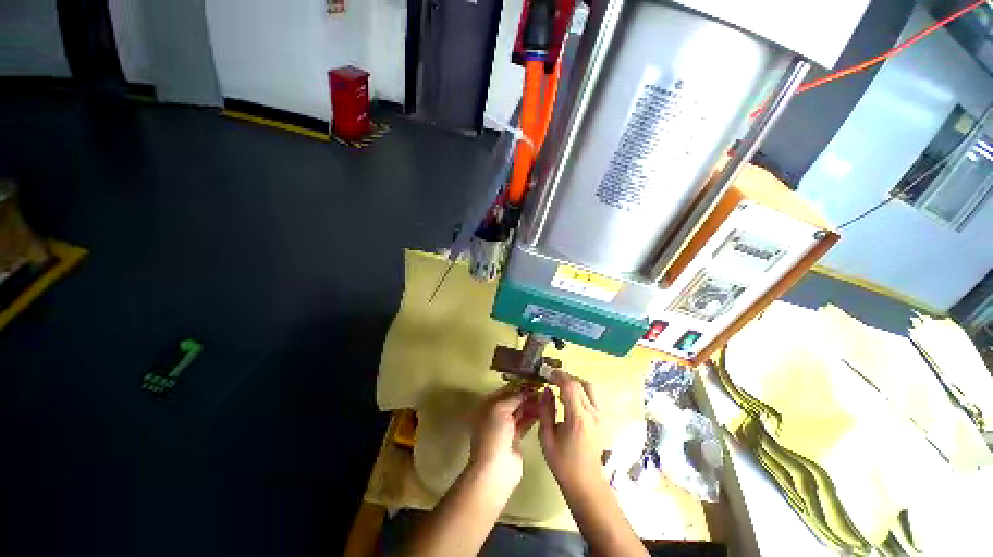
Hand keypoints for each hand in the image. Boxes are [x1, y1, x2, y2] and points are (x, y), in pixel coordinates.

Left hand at [468, 384, 541, 495]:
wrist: (495, 469)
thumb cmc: (494, 434)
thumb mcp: (500, 409)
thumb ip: (513, 397)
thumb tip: (525, 389)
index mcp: (488, 405)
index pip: (505, 390)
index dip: (518, 385)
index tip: (533, 380)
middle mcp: (495, 414)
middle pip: (513, 400)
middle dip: (527, 395)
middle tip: (542, 389)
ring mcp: (505, 427)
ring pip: (520, 411)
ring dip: (532, 404)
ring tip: (546, 398)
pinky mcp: (515, 438)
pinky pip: (525, 423)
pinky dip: (533, 416)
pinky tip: (544, 411)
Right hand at [538, 370, 605, 491]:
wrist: (586, 482)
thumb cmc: (562, 462)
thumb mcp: (546, 436)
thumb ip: (546, 410)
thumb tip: (547, 390)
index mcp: (578, 419)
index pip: (571, 386)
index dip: (559, 376)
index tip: (547, 373)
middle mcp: (594, 414)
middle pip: (582, 383)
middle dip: (566, 377)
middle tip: (553, 379)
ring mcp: (602, 417)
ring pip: (590, 388)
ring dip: (575, 383)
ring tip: (562, 388)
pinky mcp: (604, 419)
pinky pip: (594, 397)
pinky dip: (582, 391)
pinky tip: (572, 399)